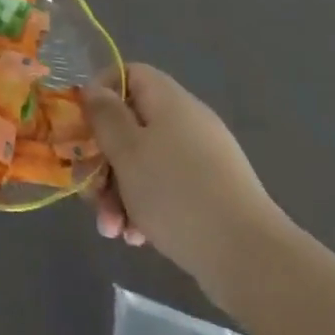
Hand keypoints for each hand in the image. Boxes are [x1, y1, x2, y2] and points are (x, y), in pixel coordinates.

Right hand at [85, 63, 289, 306]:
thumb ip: (104, 115)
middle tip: (90, 191)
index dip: (100, 92)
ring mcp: (203, 161)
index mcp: (170, 102)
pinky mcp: (212, 196)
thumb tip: (95, 90)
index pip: (129, 74)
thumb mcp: (126, 150)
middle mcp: (188, 124)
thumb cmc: (177, 193)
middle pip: (131, 125)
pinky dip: (145, 208)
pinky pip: (166, 189)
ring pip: (144, 162)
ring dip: (119, 191)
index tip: (82, 124)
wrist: (251, 260)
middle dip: (104, 159)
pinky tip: (136, 238)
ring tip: (112, 229)